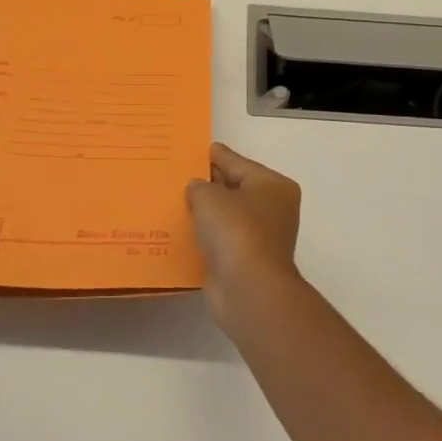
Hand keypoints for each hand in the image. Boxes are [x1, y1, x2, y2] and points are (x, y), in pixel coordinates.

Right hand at [186, 143, 302, 314]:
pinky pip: (218, 240)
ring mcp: (259, 237)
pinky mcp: (244, 260)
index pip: (236, 162)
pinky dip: (202, 236)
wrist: (249, 290)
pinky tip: (177, 230)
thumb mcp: (210, 197)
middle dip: (205, 183)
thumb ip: (199, 186)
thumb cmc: (236, 232)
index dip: (212, 156)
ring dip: (202, 212)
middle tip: (174, 174)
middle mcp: (271, 208)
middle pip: (232, 188)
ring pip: (224, 216)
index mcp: (272, 185)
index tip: (189, 150)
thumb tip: (198, 189)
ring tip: (169, 200)